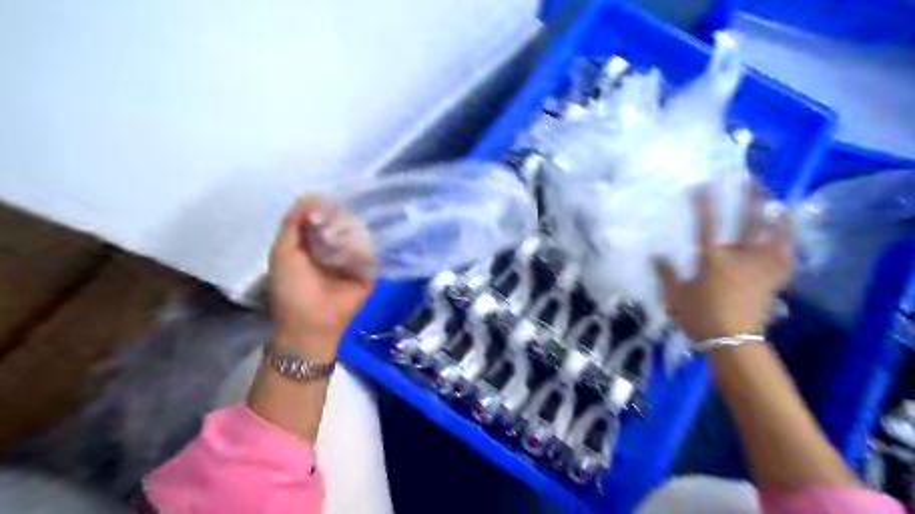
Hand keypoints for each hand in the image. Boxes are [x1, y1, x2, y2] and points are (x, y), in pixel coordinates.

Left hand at [269, 195, 375, 358]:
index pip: (324, 216)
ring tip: (340, 245)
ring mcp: (354, 259)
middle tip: (331, 229)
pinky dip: (364, 249)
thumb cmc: (291, 288)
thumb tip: (311, 195)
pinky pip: (372, 253)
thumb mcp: (283, 251)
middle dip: (338, 220)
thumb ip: (293, 223)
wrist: (311, 322)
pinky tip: (355, 252)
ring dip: (350, 235)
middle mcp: (335, 247)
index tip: (323, 207)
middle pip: (344, 222)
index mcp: (314, 242)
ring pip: (360, 234)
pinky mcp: (369, 271)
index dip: (324, 208)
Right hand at [659, 187, 793, 339]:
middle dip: (749, 199)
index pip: (707, 224)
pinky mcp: (773, 278)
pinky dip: (788, 239)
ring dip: (773, 214)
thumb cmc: (699, 316)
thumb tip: (656, 254)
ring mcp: (760, 266)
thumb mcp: (675, 295)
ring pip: (772, 234)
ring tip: (775, 198)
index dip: (704, 203)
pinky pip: (786, 254)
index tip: (702, 185)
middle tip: (752, 179)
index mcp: (712, 259)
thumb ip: (666, 273)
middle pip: (747, 222)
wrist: (731, 340)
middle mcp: (740, 256)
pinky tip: (789, 228)